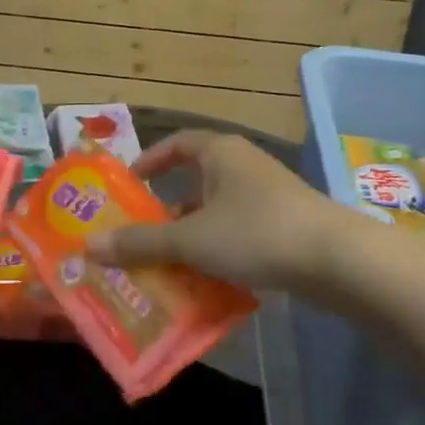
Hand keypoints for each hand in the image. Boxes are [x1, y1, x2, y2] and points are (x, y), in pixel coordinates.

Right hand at [86, 131, 342, 292]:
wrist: (336, 259)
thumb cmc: (255, 232)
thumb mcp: (191, 239)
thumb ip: (140, 243)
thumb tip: (89, 245)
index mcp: (220, 153)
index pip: (177, 144)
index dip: (150, 161)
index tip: (128, 184)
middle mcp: (244, 165)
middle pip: (195, 181)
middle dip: (166, 211)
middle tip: (139, 236)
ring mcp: (268, 194)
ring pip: (217, 211)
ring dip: (192, 236)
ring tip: (166, 265)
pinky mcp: (286, 223)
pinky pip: (240, 231)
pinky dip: (219, 250)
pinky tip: (208, 280)